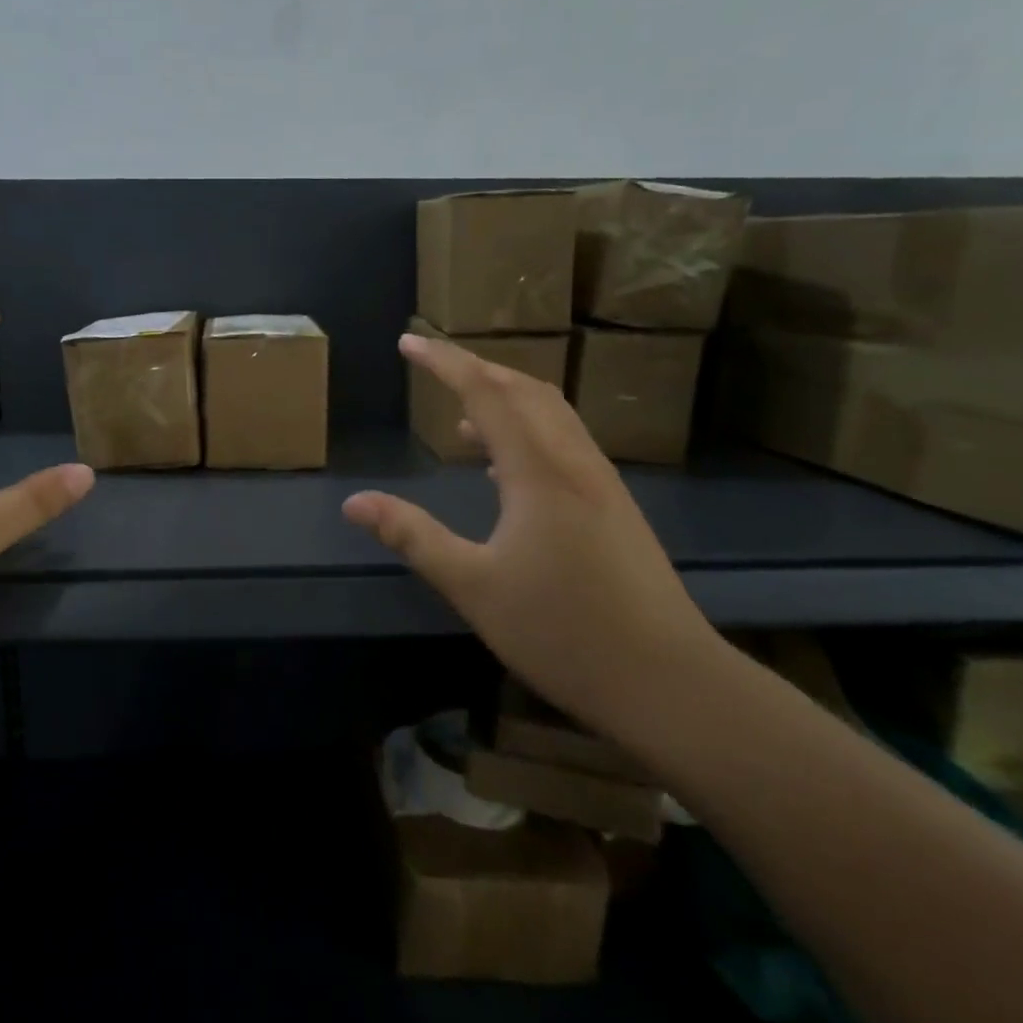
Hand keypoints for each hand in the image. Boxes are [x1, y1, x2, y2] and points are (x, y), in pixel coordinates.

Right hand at [342, 332, 716, 727]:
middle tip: (434, 365)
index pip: (485, 393)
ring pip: (551, 414)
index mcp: (538, 470)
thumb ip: (413, 537)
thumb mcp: (472, 585)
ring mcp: (601, 482)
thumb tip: (354, 502)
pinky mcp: (615, 506)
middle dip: (477, 368)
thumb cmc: (561, 631)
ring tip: (462, 418)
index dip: (444, 362)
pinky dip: (528, 431)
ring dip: (506, 399)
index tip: (409, 342)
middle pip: (525, 390)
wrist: (668, 680)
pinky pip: (565, 442)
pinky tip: (506, 470)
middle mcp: (574, 461)